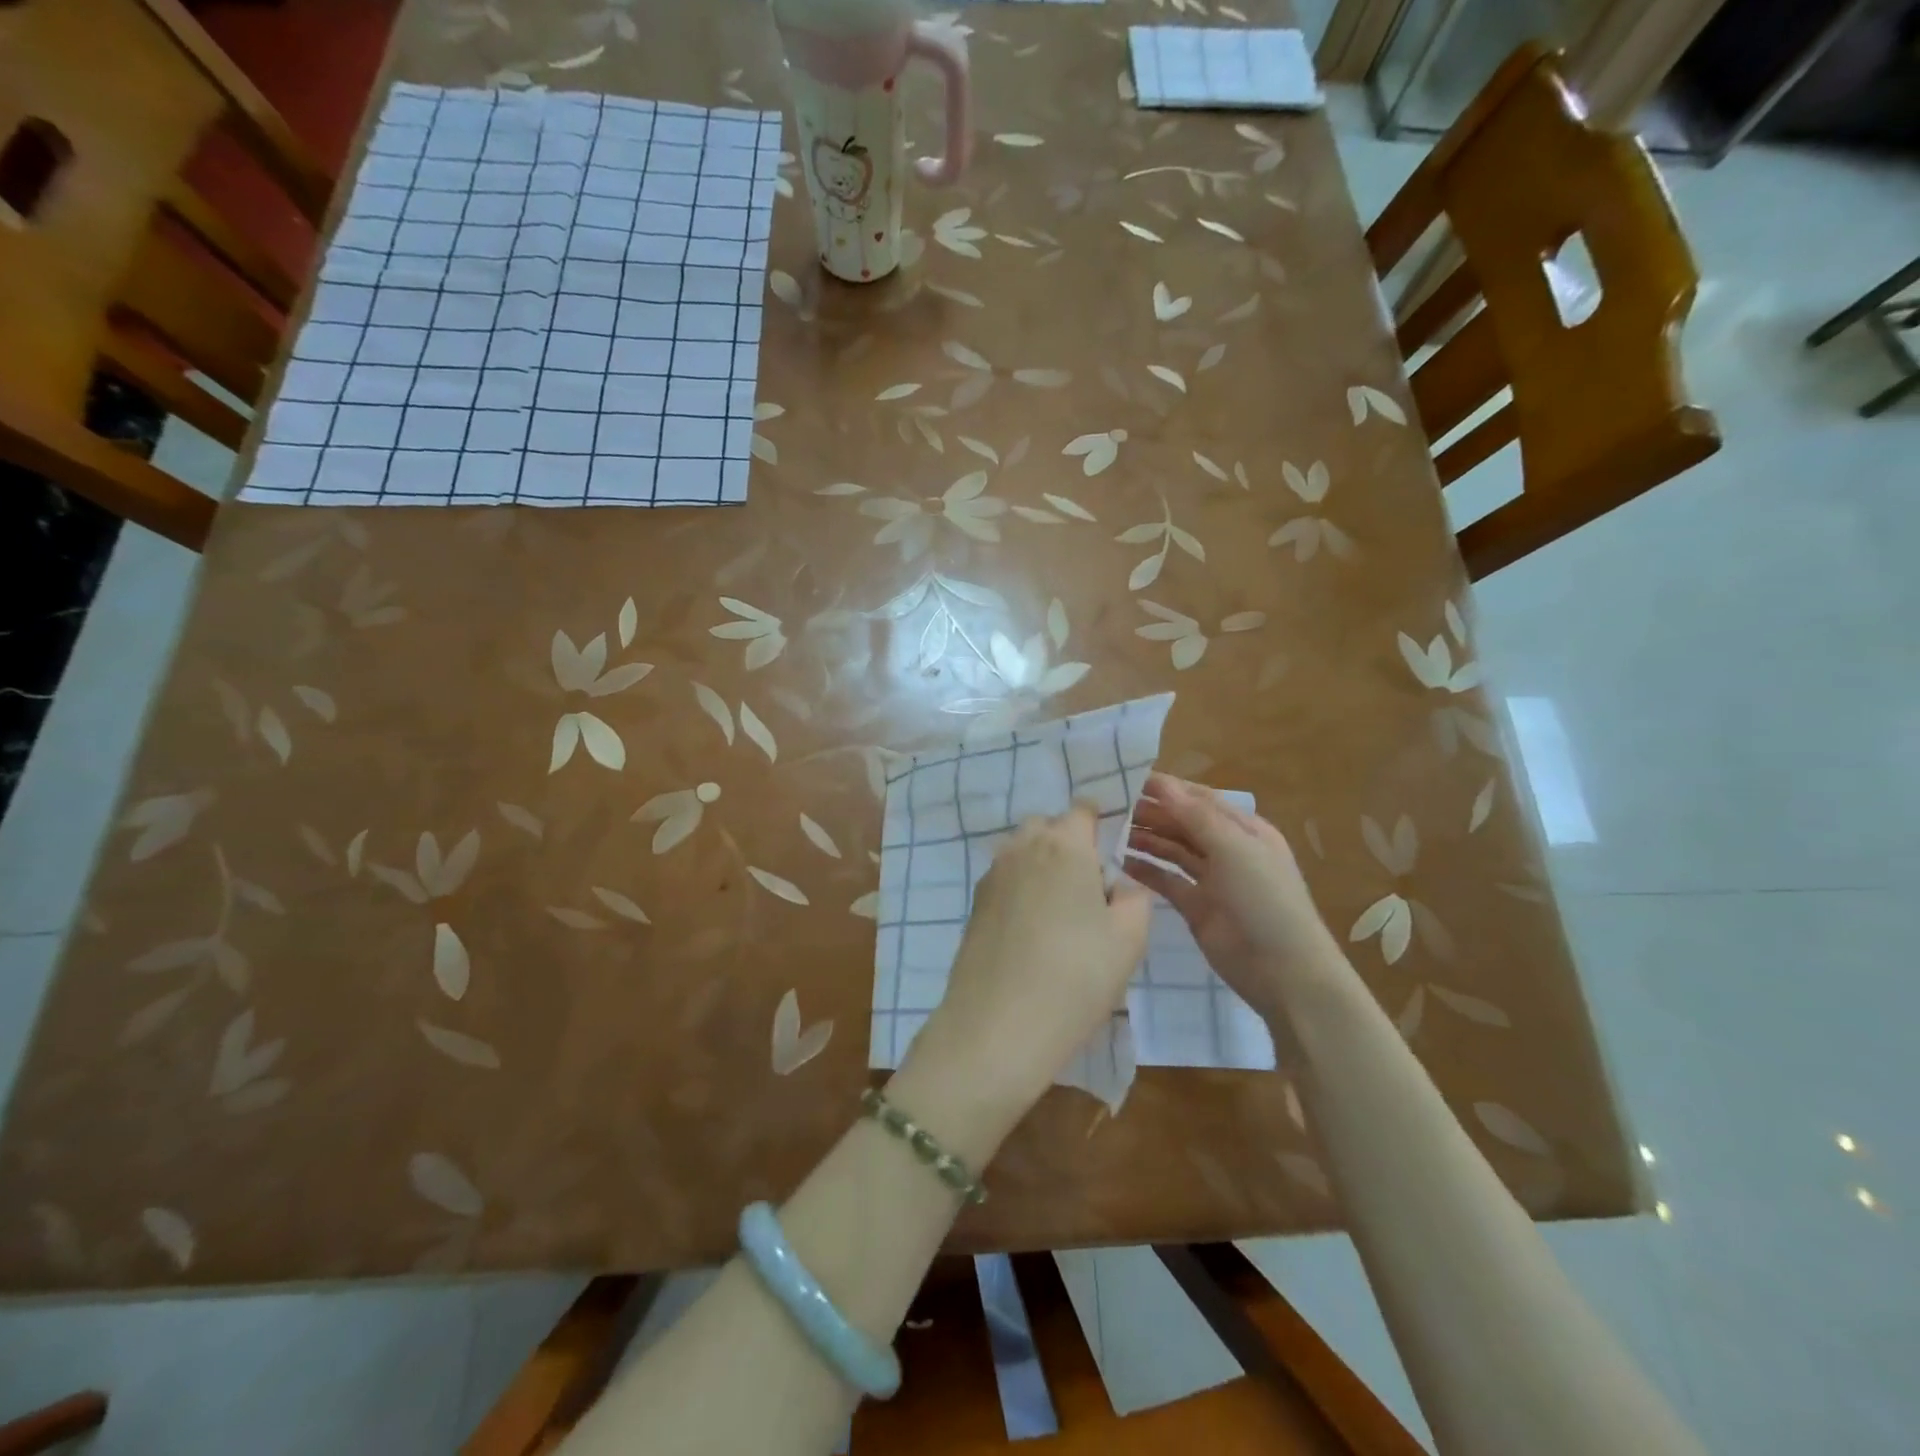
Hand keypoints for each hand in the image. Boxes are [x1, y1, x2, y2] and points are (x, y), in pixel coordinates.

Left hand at [895, 806, 1149, 1161]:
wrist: (997, 1026)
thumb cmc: (1076, 977)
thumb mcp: (1129, 939)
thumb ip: (1135, 898)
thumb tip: (1119, 885)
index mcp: (1064, 845)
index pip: (1083, 810)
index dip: (1100, 824)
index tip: (1114, 856)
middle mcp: (1022, 847)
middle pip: (1048, 826)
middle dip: (1069, 843)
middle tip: (1090, 889)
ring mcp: (992, 875)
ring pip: (1022, 851)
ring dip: (1043, 866)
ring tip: (1062, 914)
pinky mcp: (974, 904)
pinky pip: (1006, 879)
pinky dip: (1022, 890)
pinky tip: (1033, 931)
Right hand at [1124, 774, 1340, 1014]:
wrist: (1283, 971)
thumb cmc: (1264, 900)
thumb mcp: (1234, 849)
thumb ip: (1195, 816)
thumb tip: (1161, 783)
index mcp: (1244, 829)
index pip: (1199, 800)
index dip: (1167, 789)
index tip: (1127, 780)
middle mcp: (1227, 849)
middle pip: (1183, 823)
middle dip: (1151, 813)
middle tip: (1111, 808)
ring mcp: (1211, 879)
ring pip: (1172, 850)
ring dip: (1145, 839)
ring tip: (1110, 832)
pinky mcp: (1195, 907)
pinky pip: (1166, 881)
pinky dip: (1145, 871)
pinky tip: (1120, 862)